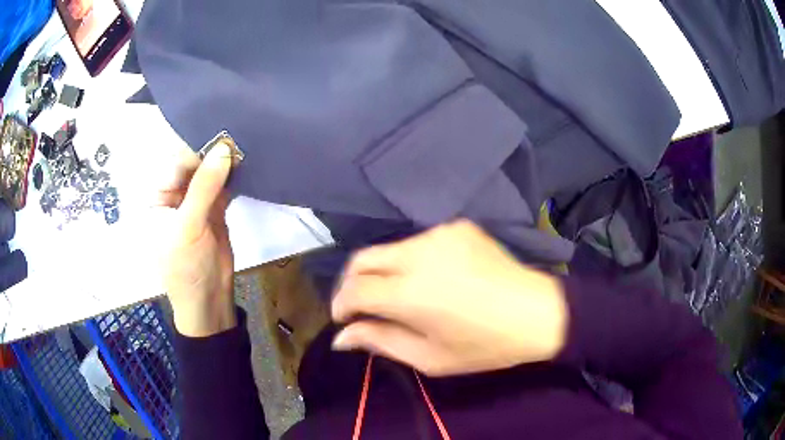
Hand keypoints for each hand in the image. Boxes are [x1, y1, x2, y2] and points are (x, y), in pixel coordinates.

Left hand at [159, 143, 235, 336]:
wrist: (208, 299)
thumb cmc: (185, 266)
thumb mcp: (189, 226)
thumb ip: (204, 187)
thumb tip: (223, 149)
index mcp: (158, 196)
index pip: (175, 163)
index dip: (196, 146)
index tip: (220, 132)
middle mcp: (174, 194)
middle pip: (193, 164)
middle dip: (212, 151)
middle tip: (237, 132)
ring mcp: (195, 201)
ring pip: (209, 172)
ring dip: (225, 161)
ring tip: (245, 142)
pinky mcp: (214, 208)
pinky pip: (223, 184)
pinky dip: (234, 175)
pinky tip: (246, 162)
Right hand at [331, 220, 567, 376]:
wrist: (538, 312)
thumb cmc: (485, 346)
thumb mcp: (429, 358)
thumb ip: (380, 341)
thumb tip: (341, 337)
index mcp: (411, 292)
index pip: (354, 289)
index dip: (341, 305)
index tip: (344, 320)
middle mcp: (419, 253)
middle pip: (361, 259)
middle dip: (351, 284)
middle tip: (360, 308)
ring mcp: (440, 234)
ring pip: (388, 249)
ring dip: (382, 273)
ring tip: (398, 296)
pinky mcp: (456, 226)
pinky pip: (418, 243)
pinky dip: (410, 261)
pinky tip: (429, 279)